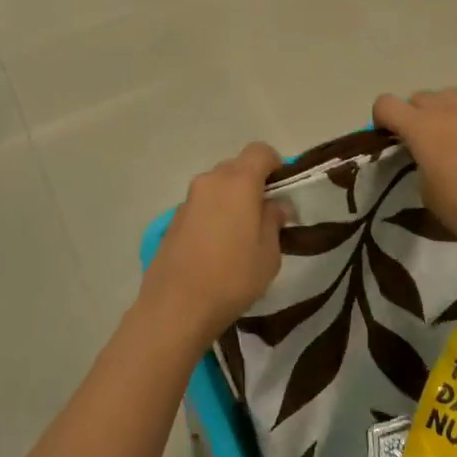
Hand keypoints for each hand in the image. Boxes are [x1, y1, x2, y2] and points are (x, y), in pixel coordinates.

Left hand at [138, 142, 286, 348]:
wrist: (176, 305)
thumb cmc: (233, 276)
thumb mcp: (269, 253)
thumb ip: (274, 220)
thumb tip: (276, 205)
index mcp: (238, 181)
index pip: (260, 151)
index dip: (276, 165)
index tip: (282, 192)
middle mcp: (210, 181)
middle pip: (237, 167)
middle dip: (253, 184)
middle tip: (265, 217)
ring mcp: (188, 198)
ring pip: (218, 186)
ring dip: (231, 200)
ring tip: (240, 237)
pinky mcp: (174, 218)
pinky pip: (202, 205)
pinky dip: (213, 214)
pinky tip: (217, 248)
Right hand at [372, 87, 456, 257]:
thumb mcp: (424, 188)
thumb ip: (418, 159)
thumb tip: (424, 152)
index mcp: (419, 127)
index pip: (385, 104)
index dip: (383, 119)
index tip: (389, 136)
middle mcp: (446, 108)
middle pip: (418, 98)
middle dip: (414, 115)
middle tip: (422, 140)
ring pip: (449, 93)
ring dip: (443, 108)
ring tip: (451, 130)